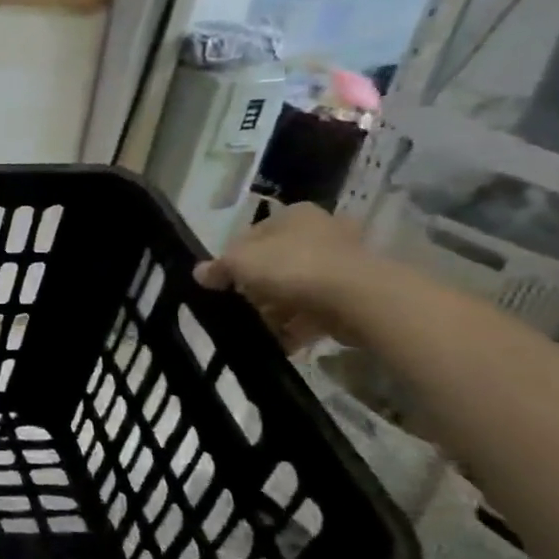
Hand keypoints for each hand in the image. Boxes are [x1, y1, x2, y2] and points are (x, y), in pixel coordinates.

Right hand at [193, 203, 375, 352]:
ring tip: (261, 331)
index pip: (253, 235)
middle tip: (243, 308)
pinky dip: (300, 326)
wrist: (358, 297)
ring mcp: (343, 263)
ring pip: (297, 289)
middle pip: (276, 263)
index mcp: (294, 215)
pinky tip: (284, 342)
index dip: (234, 260)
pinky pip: (318, 309)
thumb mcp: (240, 262)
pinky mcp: (356, 293)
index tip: (223, 283)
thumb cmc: (292, 266)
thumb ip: (218, 268)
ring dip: (277, 311)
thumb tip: (200, 273)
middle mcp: (322, 232)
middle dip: (258, 290)